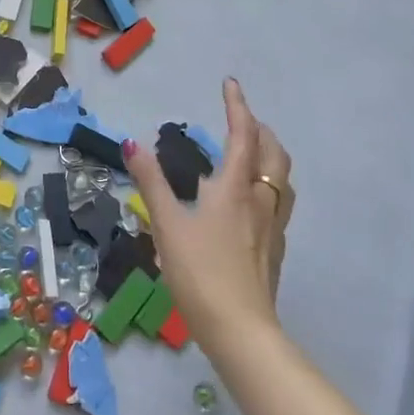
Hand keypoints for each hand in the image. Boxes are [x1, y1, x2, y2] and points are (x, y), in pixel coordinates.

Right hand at [124, 78, 294, 351]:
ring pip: (282, 180)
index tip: (230, 84)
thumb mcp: (167, 224)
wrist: (240, 330)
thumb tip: (131, 143)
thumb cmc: (200, 271)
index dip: (238, 106)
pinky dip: (268, 186)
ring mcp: (272, 227)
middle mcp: (260, 201)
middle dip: (261, 130)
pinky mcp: (274, 251)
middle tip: (242, 119)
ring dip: (270, 157)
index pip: (243, 135)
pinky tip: (250, 203)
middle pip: (274, 154)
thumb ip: (150, 182)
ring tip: (251, 154)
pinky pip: (278, 204)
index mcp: (235, 188)